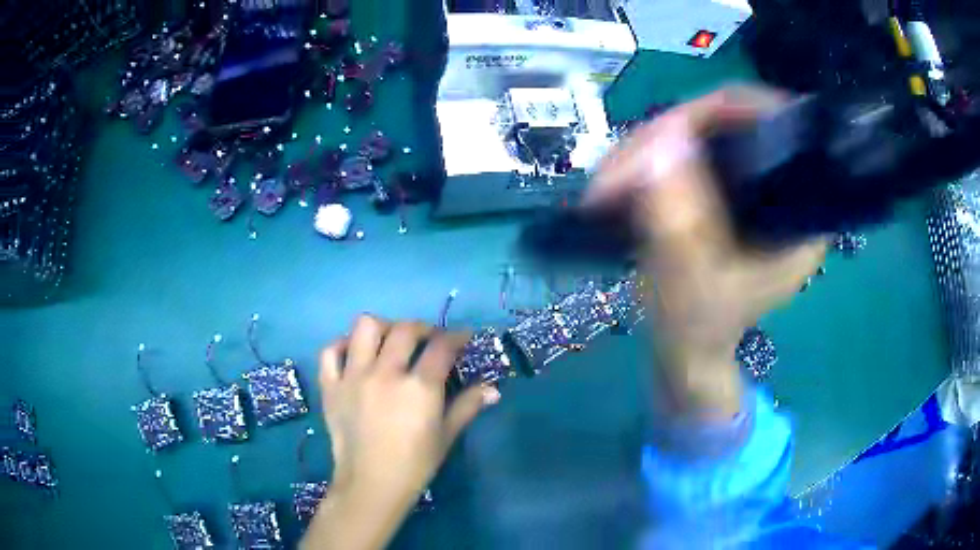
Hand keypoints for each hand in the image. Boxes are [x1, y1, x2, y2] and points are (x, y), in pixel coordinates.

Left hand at [304, 315, 498, 549]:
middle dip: (424, 328)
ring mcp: (353, 377)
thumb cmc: (414, 465)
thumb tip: (493, 390)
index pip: (441, 347)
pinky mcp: (331, 386)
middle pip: (405, 330)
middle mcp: (385, 373)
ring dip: (384, 328)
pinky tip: (354, 354)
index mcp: (418, 387)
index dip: (457, 337)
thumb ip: (467, 406)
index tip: (463, 338)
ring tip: (391, 341)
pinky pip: (330, 352)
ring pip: (365, 328)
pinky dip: (342, 346)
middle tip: (430, 340)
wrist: (371, 485)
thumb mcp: (446, 436)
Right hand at [585, 86, 825, 418]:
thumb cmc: (699, 329)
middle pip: (727, 124)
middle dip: (665, 140)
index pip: (775, 126)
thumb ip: (682, 220)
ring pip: (697, 135)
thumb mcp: (693, 282)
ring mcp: (745, 184)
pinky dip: (645, 163)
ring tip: (605, 185)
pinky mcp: (719, 189)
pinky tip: (617, 184)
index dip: (725, 112)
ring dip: (644, 152)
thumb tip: (660, 144)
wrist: (687, 352)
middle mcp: (777, 186)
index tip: (670, 129)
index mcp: (796, 210)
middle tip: (617, 172)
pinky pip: (682, 153)